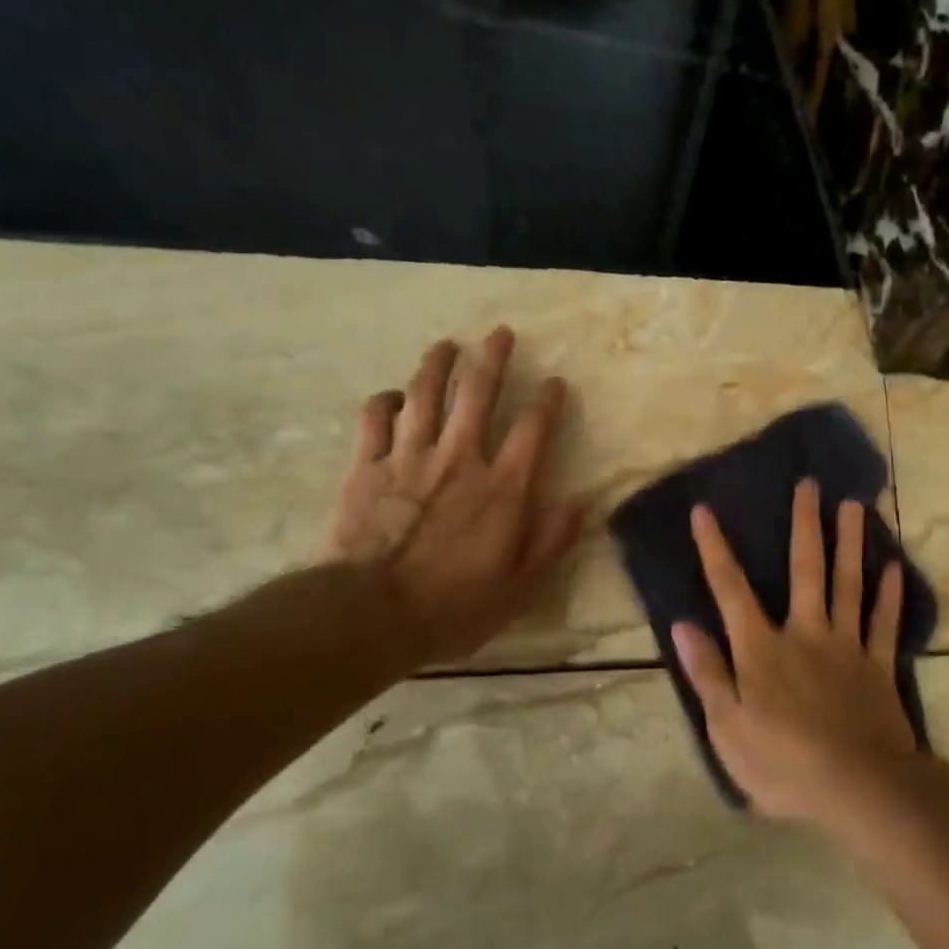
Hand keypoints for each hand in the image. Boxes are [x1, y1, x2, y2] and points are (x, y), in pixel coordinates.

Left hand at [323, 326, 585, 668]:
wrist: (369, 614)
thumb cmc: (453, 606)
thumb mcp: (520, 587)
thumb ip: (552, 540)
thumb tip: (582, 502)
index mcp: (502, 488)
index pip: (533, 429)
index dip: (548, 401)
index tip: (555, 382)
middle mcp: (460, 459)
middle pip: (478, 394)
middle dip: (493, 359)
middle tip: (500, 333)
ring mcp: (409, 457)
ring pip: (425, 394)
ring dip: (438, 365)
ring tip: (447, 344)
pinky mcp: (367, 467)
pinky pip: (375, 419)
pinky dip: (386, 401)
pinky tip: (394, 396)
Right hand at [671, 478, 919, 822]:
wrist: (859, 787)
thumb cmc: (784, 764)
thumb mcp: (728, 728)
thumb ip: (708, 674)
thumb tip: (682, 625)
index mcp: (762, 649)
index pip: (731, 591)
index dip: (715, 550)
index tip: (705, 511)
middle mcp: (805, 634)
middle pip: (805, 570)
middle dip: (804, 525)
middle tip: (809, 484)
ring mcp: (847, 646)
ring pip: (848, 584)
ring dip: (850, 543)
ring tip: (854, 505)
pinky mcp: (879, 666)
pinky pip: (885, 623)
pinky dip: (890, 595)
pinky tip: (894, 566)